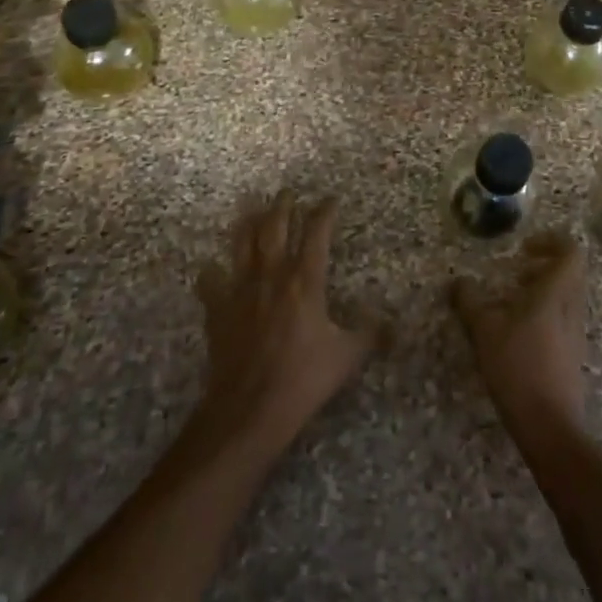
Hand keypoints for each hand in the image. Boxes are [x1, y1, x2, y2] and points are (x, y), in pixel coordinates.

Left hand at [191, 192, 373, 460]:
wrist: (249, 409)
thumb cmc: (302, 380)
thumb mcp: (347, 358)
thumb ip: (369, 335)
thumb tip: (391, 323)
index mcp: (305, 281)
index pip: (316, 233)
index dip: (324, 212)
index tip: (330, 199)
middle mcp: (271, 274)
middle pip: (274, 226)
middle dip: (282, 205)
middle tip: (287, 192)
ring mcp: (240, 289)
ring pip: (242, 243)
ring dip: (248, 223)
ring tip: (253, 210)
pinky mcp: (217, 309)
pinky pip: (210, 281)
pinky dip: (211, 272)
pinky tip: (211, 268)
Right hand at [451, 234, 587, 435]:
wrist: (549, 426)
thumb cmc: (518, 367)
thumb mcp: (484, 330)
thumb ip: (470, 301)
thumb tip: (458, 282)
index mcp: (556, 293)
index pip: (570, 252)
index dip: (550, 241)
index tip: (524, 248)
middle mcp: (572, 309)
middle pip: (570, 274)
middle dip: (543, 267)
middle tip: (516, 274)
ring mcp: (576, 334)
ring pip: (566, 298)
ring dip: (542, 292)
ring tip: (511, 304)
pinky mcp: (573, 357)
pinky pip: (563, 321)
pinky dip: (544, 315)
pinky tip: (518, 335)